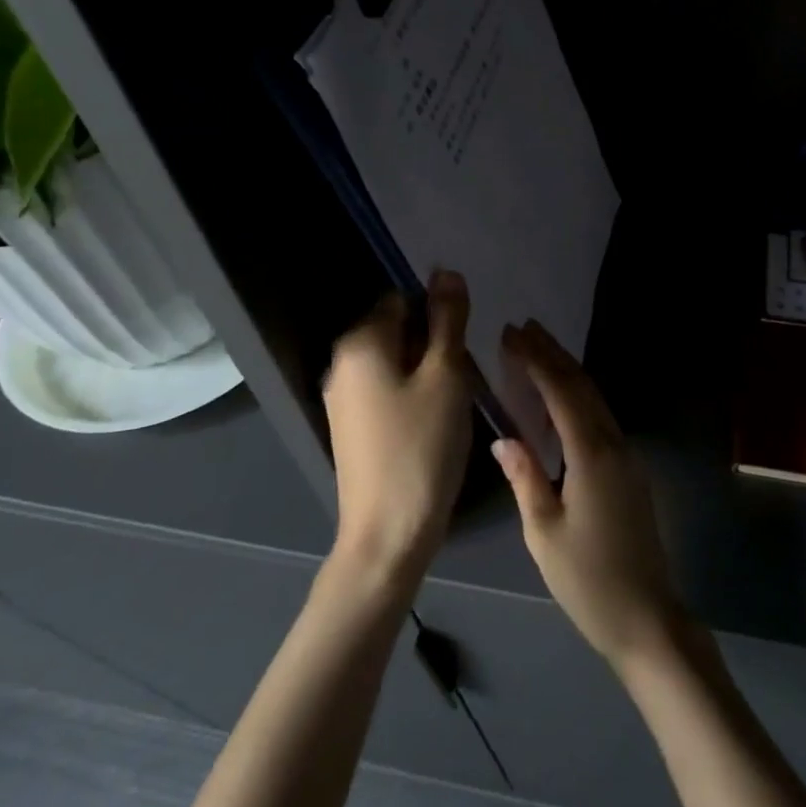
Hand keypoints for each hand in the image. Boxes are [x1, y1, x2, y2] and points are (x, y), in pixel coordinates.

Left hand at [322, 271, 474, 577]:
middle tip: (463, 377)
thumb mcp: (446, 375)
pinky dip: (413, 396)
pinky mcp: (352, 427)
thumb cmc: (421, 446)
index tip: (463, 345)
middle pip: (399, 330)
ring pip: (397, 363)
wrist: (388, 534)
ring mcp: (344, 398)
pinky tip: (435, 423)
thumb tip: (446, 272)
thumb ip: (448, 319)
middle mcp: (343, 363)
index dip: (439, 315)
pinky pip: (388, 391)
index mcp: (360, 342)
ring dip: (428, 372)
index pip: (404, 298)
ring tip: (453, 402)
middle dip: (435, 344)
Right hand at [492, 321, 687, 677]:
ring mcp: (627, 456)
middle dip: (552, 353)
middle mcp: (614, 444)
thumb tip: (503, 437)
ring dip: (566, 371)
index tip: (512, 334)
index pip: (561, 391)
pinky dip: (578, 397)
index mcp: (591, 454)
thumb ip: (525, 477)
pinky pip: (601, 418)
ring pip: (594, 399)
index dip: (536, 359)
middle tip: (522, 329)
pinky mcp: (630, 471)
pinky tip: (561, 400)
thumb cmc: (588, 579)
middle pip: (582, 386)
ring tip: (537, 351)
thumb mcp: (543, 532)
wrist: (647, 617)